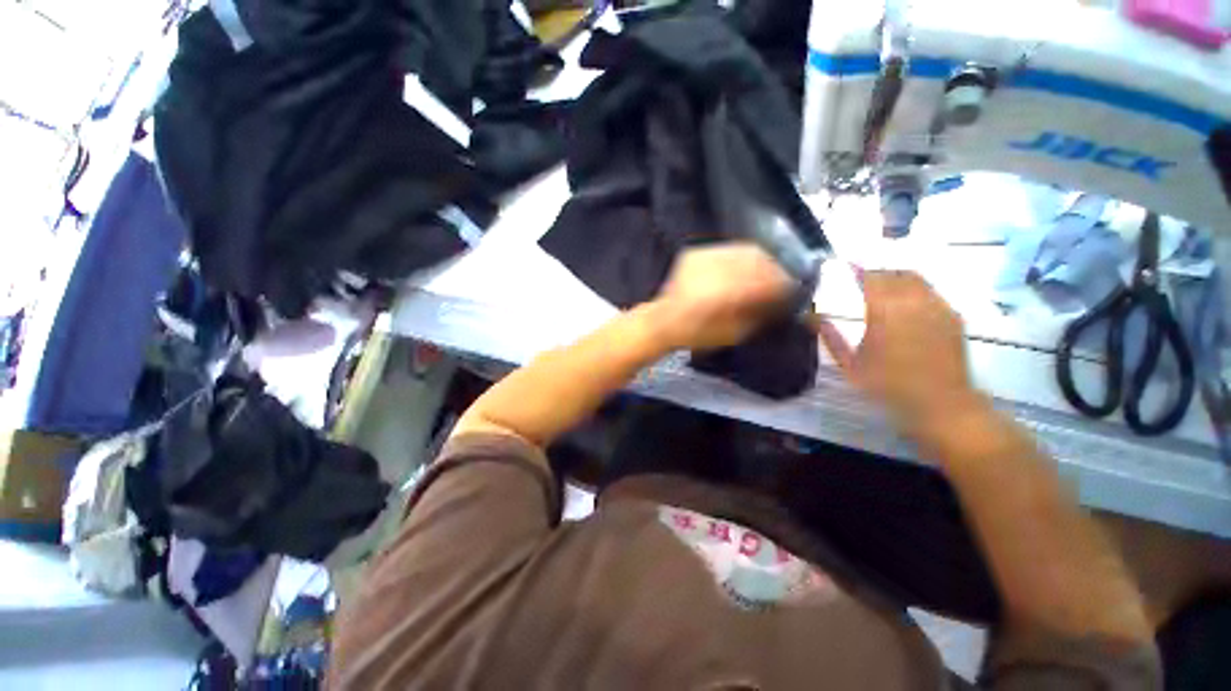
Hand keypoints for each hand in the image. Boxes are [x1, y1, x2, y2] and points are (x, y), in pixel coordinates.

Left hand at [651, 244, 796, 350]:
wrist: (661, 322)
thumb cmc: (696, 334)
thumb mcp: (732, 334)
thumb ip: (759, 315)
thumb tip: (783, 302)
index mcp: (723, 293)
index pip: (765, 279)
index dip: (784, 283)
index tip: (794, 290)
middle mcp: (714, 268)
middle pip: (757, 259)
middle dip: (775, 268)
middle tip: (782, 280)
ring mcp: (703, 257)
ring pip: (743, 250)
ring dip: (761, 260)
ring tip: (766, 273)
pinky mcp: (695, 253)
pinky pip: (727, 250)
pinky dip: (741, 257)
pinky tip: (744, 268)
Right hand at [811, 271, 982, 433]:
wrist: (941, 404)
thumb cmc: (889, 386)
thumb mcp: (850, 365)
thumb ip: (830, 337)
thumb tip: (810, 317)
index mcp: (885, 312)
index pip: (870, 278)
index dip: (857, 269)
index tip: (845, 264)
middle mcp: (914, 302)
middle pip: (894, 273)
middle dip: (877, 271)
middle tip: (862, 276)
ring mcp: (938, 307)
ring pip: (916, 278)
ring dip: (897, 276)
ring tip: (884, 283)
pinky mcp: (953, 316)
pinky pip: (931, 291)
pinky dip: (915, 288)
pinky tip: (907, 301)